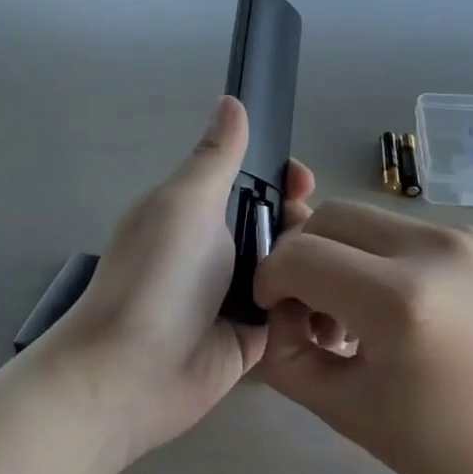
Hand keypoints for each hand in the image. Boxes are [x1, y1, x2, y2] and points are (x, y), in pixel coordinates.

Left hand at [43, 96, 313, 465]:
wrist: (132, 372)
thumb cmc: (159, 275)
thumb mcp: (187, 203)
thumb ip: (217, 156)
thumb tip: (231, 100)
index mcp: (198, 211)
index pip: (252, 182)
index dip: (282, 177)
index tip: (305, 181)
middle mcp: (217, 249)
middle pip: (278, 224)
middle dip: (305, 222)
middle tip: (316, 233)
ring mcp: (234, 295)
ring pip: (290, 267)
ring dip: (313, 264)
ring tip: (330, 269)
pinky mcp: (251, 337)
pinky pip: (290, 311)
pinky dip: (310, 303)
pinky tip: (340, 300)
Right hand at [255, 202, 472, 473]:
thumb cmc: (456, 445)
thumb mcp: (353, 415)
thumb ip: (290, 360)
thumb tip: (274, 318)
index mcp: (398, 298)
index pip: (299, 255)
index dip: (270, 280)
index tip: (273, 314)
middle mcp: (428, 247)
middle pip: (329, 217)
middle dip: (300, 255)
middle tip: (306, 310)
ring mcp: (459, 236)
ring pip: (365, 219)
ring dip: (338, 253)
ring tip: (350, 314)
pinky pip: (402, 231)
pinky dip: (376, 256)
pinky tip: (393, 308)